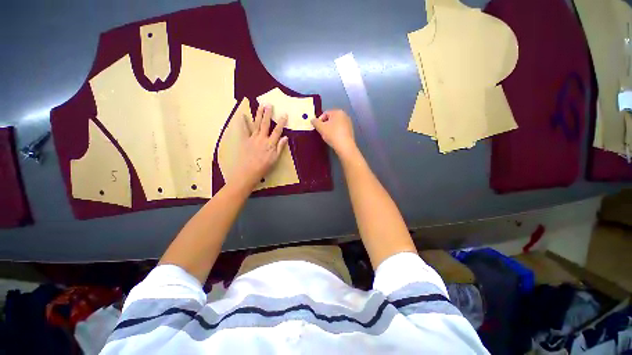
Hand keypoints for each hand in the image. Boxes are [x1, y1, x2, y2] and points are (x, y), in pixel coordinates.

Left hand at [234, 104, 287, 188]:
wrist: (248, 171)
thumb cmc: (264, 166)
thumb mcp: (275, 159)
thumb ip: (280, 147)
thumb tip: (285, 137)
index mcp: (270, 143)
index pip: (277, 131)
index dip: (281, 122)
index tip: (284, 114)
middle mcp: (262, 138)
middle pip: (265, 124)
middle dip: (268, 114)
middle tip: (269, 104)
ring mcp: (253, 138)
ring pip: (256, 124)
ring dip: (258, 114)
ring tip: (260, 105)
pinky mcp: (245, 140)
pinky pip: (244, 130)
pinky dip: (243, 123)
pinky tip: (243, 115)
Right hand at [311, 109, 357, 157]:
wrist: (345, 146)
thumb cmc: (332, 134)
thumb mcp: (321, 128)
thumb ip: (315, 122)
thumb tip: (312, 119)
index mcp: (338, 112)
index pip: (325, 113)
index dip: (319, 120)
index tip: (317, 128)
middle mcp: (345, 115)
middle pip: (331, 118)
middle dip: (325, 124)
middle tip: (322, 132)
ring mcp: (349, 123)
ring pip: (336, 124)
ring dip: (330, 128)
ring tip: (328, 136)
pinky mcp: (350, 130)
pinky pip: (340, 129)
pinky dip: (336, 132)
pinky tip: (334, 138)